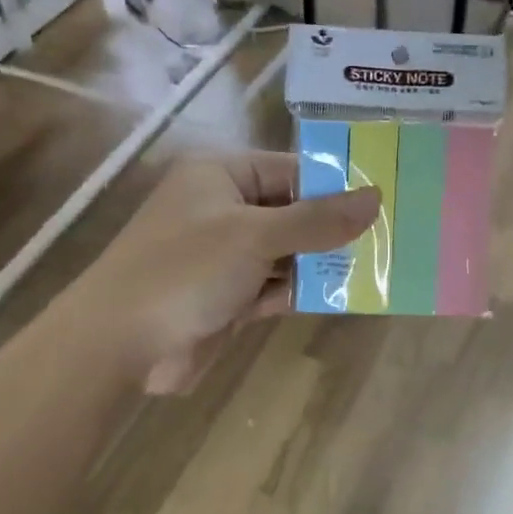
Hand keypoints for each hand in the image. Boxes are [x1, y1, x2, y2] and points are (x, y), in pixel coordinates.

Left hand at [66, 152, 377, 392]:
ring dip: (322, 262)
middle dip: (334, 228)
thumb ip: (317, 220)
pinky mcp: (228, 296)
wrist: (121, 343)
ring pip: (287, 252)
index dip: (336, 184)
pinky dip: (302, 290)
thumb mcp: (255, 236)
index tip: (384, 199)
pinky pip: (275, 286)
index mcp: (220, 176)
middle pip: (292, 211)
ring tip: (378, 266)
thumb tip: (376, 197)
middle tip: (391, 236)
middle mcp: (223, 209)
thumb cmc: (184, 271)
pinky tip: (343, 295)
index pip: (291, 169)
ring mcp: (225, 256)